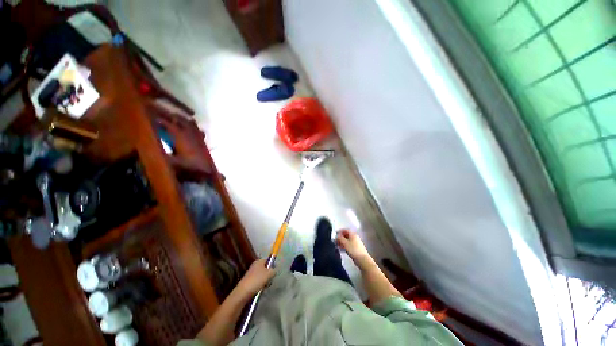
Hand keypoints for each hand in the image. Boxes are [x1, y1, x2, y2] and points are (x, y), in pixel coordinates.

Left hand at [236, 259, 274, 295]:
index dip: (272, 266)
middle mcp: (254, 265)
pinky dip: (260, 285)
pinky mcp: (248, 281)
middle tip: (269, 280)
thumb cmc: (257, 280)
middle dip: (268, 275)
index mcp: (259, 261)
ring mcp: (250, 273)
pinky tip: (260, 289)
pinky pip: (257, 281)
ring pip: (261, 276)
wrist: (243, 292)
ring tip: (265, 286)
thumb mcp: (269, 274)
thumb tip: (274, 270)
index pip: (268, 261)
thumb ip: (274, 270)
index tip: (274, 273)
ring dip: (264, 281)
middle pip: (265, 268)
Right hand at [336, 229, 371, 265]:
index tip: (335, 234)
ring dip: (342, 242)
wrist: (362, 260)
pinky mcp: (357, 248)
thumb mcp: (345, 243)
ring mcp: (357, 243)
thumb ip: (340, 238)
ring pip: (348, 240)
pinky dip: (345, 246)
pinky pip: (350, 245)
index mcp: (353, 234)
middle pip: (347, 235)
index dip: (340, 231)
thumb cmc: (353, 250)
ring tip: (338, 246)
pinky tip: (342, 250)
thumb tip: (337, 236)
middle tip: (336, 241)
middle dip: (341, 237)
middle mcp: (355, 237)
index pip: (346, 230)